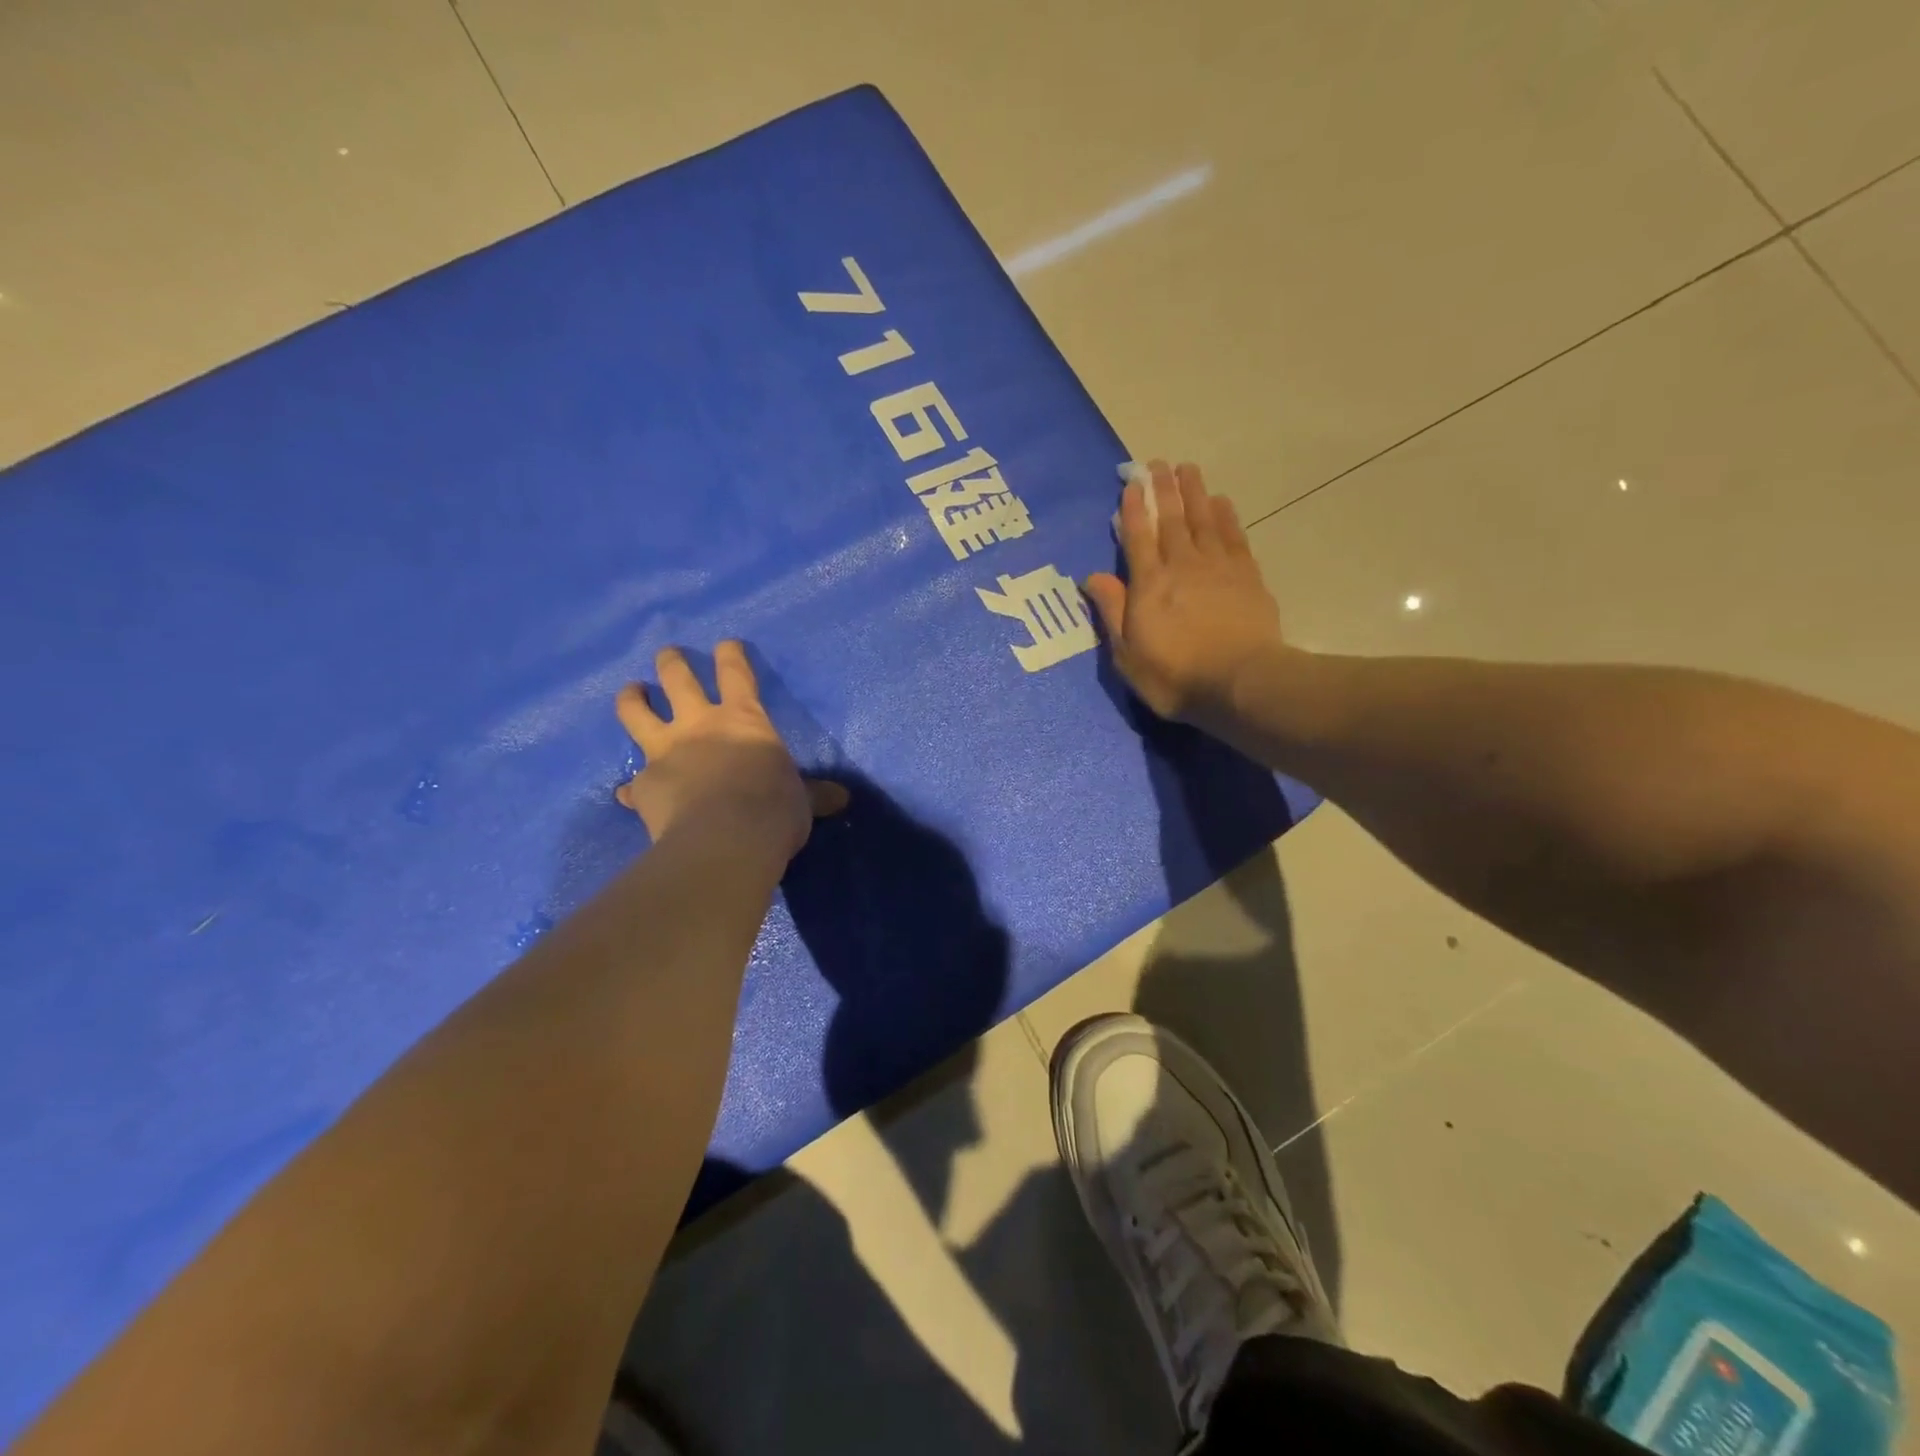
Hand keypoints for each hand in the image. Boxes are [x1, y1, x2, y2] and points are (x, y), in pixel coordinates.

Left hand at [614, 642, 846, 859]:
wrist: (726, 842)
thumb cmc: (773, 810)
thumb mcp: (802, 800)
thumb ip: (813, 795)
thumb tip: (842, 798)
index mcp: (743, 719)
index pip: (736, 674)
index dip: (731, 655)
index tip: (726, 644)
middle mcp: (699, 725)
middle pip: (677, 679)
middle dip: (671, 662)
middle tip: (667, 654)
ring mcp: (665, 752)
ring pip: (636, 714)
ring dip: (632, 699)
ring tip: (631, 692)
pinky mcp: (644, 786)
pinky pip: (632, 785)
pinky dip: (631, 788)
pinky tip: (626, 793)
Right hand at [1084, 460, 1289, 728]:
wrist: (1241, 683)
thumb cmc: (1175, 676)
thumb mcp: (1128, 655)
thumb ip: (1112, 612)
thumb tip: (1092, 577)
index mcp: (1149, 585)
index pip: (1138, 538)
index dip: (1134, 509)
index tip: (1132, 484)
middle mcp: (1182, 566)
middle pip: (1172, 519)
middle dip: (1164, 490)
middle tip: (1159, 464)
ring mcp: (1218, 568)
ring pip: (1203, 520)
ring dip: (1194, 492)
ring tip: (1187, 469)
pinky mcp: (1247, 576)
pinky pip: (1233, 536)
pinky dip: (1226, 516)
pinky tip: (1221, 502)